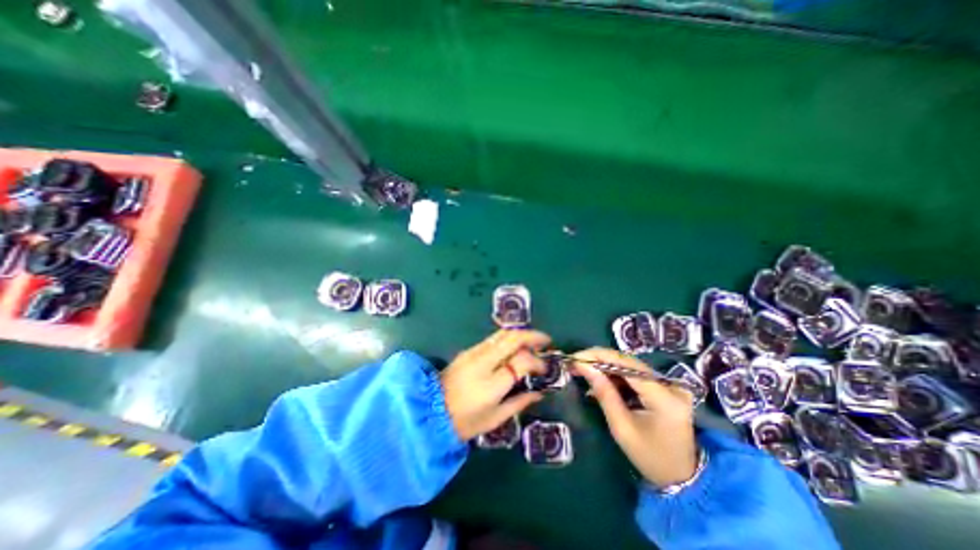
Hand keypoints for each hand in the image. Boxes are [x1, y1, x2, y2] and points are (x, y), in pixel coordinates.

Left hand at [443, 329, 549, 439]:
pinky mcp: (468, 350)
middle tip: (546, 341)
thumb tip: (539, 392)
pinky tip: (514, 346)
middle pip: (512, 338)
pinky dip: (508, 338)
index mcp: (492, 383)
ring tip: (533, 341)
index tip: (545, 368)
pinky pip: (493, 339)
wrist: (431, 412)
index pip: (521, 361)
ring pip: (502, 334)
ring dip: (520, 334)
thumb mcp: (496, 418)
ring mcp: (474, 353)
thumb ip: (520, 402)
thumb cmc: (465, 422)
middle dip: (533, 336)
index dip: (537, 362)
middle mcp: (484, 361)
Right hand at [572, 349, 699, 484]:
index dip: (599, 356)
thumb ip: (604, 393)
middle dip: (600, 360)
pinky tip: (602, 380)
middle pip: (628, 362)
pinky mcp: (667, 387)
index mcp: (664, 397)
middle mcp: (671, 385)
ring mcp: (671, 384)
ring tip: (584, 370)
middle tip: (576, 363)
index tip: (575, 357)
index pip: (626, 365)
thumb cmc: (649, 457)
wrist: (681, 477)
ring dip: (606, 366)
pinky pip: (636, 374)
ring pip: (630, 366)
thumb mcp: (621, 427)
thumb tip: (583, 366)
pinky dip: (617, 375)